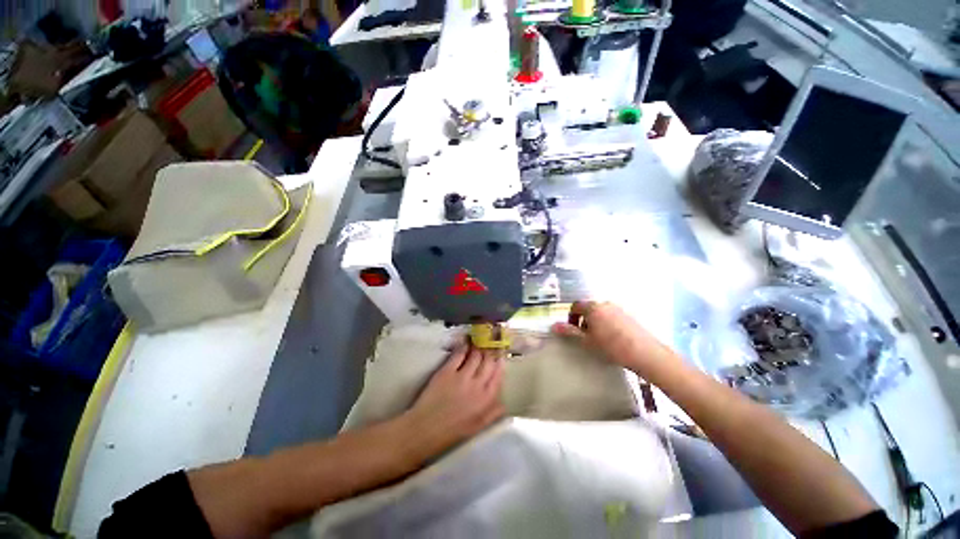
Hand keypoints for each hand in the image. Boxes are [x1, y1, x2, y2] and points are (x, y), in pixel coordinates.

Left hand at [404, 345, 504, 456]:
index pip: (498, 375)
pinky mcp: (447, 371)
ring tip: (478, 343)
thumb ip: (492, 413)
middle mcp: (478, 385)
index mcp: (486, 399)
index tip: (499, 356)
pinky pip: (459, 354)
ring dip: (478, 348)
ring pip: (476, 355)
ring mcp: (462, 376)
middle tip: (489, 345)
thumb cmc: (452, 431)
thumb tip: (503, 403)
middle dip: (490, 352)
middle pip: (488, 362)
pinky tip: (465, 344)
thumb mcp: (477, 427)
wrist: (425, 430)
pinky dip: (463, 347)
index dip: (499, 364)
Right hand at [551, 301, 671, 372]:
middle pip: (588, 308)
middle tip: (585, 336)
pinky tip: (613, 338)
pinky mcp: (629, 315)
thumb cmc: (611, 346)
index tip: (573, 330)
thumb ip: (570, 331)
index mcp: (593, 307)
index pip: (576, 306)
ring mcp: (618, 308)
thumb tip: (553, 325)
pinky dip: (607, 322)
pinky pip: (612, 315)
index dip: (571, 317)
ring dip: (595, 321)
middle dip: (584, 320)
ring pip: (601, 312)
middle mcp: (605, 304)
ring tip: (599, 338)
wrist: (645, 353)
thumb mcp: (587, 340)